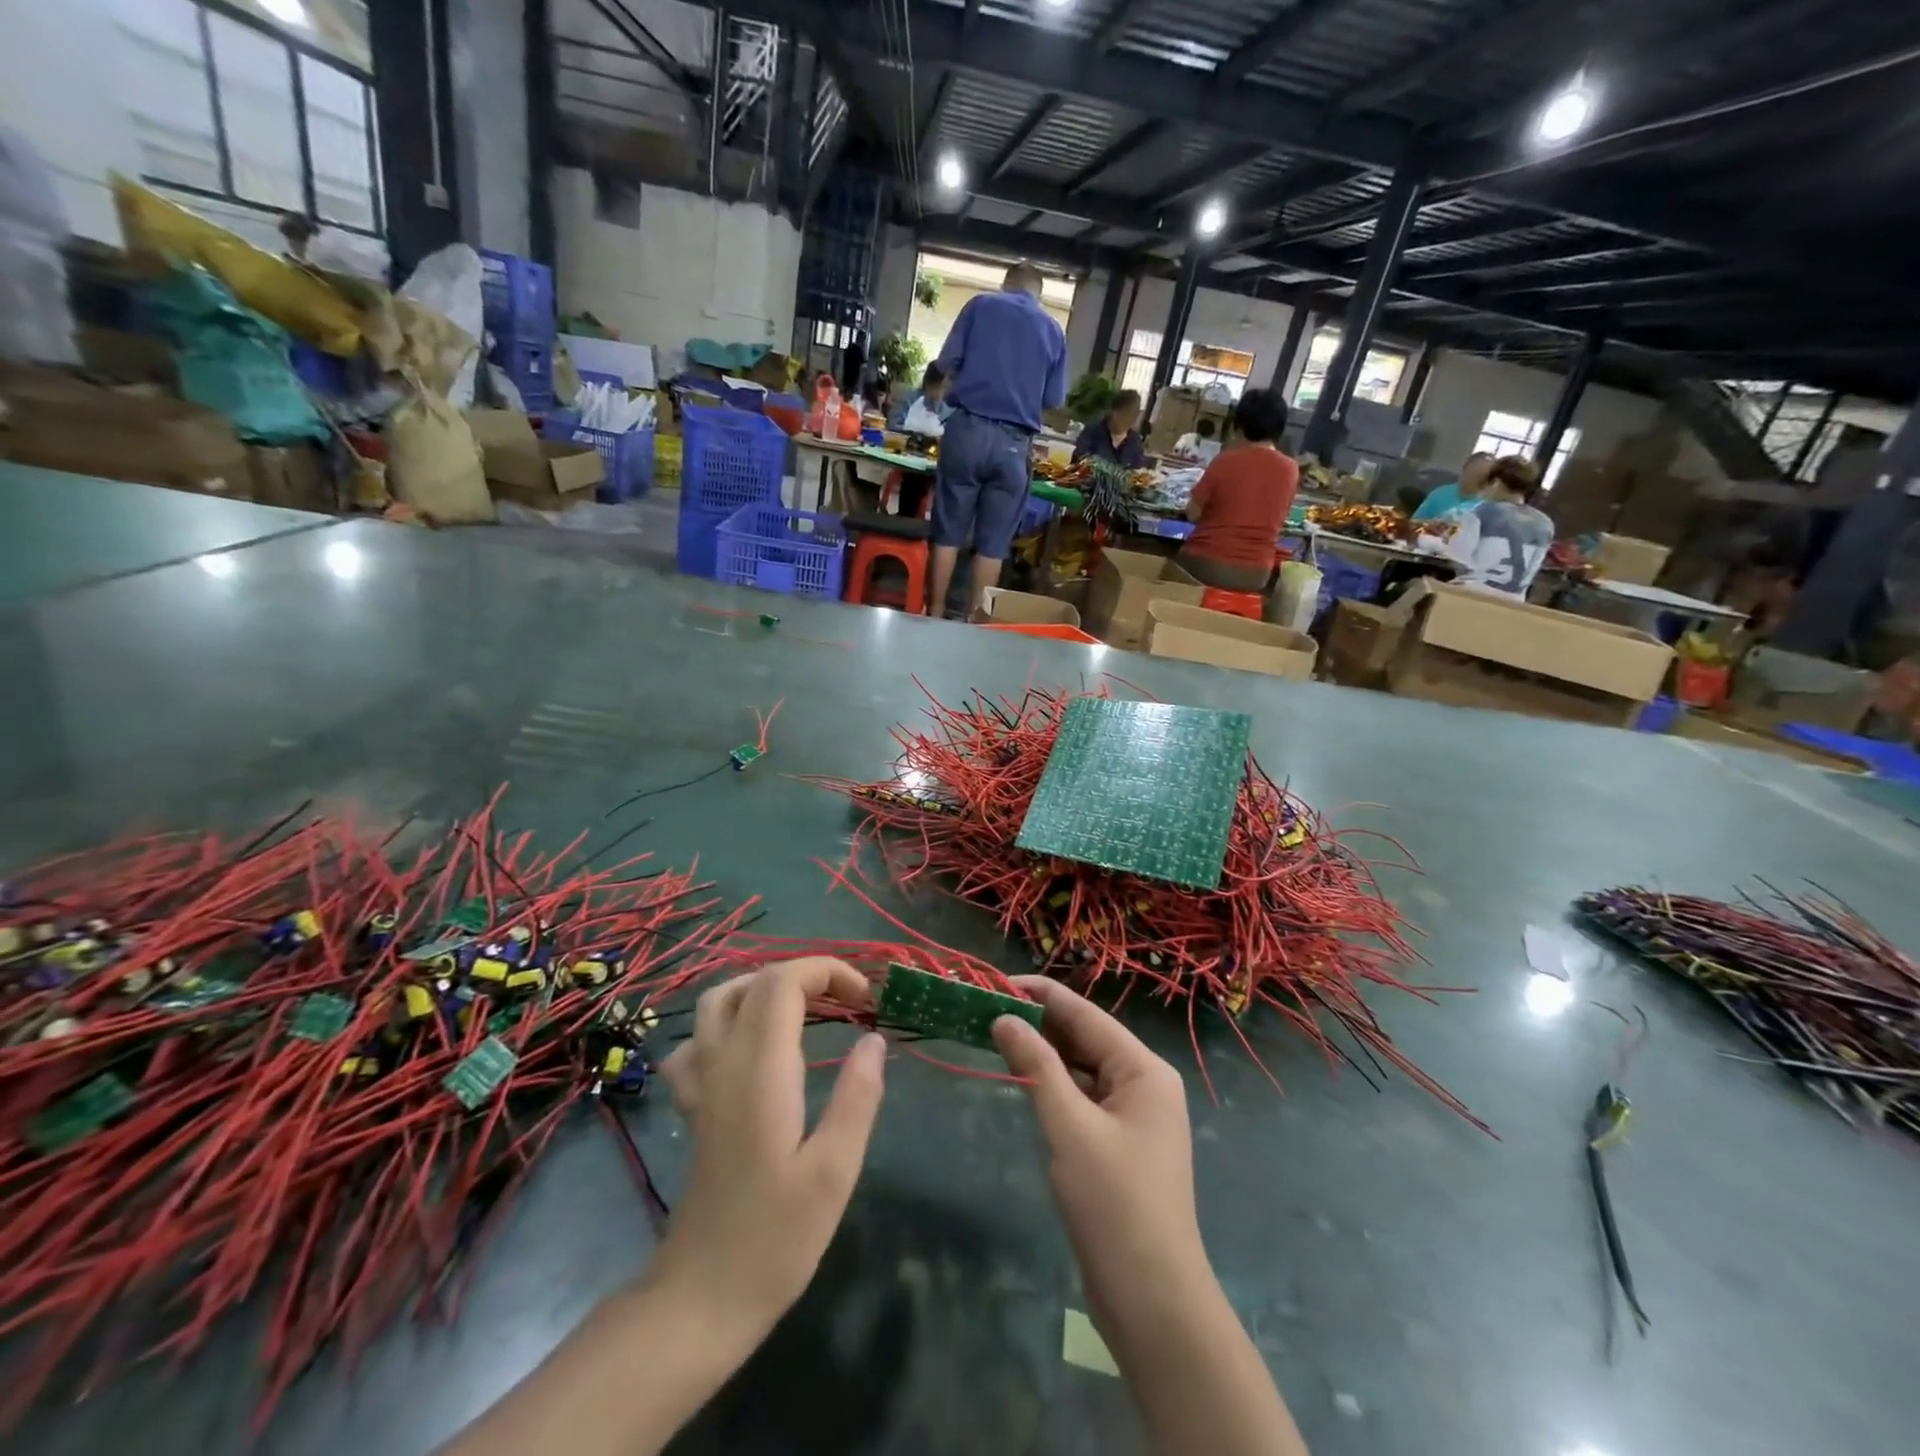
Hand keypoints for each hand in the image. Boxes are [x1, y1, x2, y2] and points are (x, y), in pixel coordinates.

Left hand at [653, 958, 885, 1341]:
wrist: (699, 1300)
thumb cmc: (775, 1239)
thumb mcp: (834, 1172)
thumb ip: (858, 1098)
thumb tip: (874, 1039)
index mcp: (761, 1070)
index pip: (782, 982)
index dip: (827, 971)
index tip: (866, 1000)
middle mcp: (724, 1063)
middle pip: (754, 981)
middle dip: (807, 974)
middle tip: (849, 1002)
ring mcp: (701, 1084)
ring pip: (717, 1001)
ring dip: (765, 988)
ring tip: (807, 1009)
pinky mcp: (693, 1107)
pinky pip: (698, 1041)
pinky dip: (728, 1025)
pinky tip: (752, 1049)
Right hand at [991, 978, 1206, 1329]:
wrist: (1152, 1299)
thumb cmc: (1113, 1202)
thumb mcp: (1069, 1126)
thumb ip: (1036, 1066)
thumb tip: (1003, 1017)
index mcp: (1144, 1069)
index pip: (1085, 1014)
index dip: (1041, 994)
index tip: (996, 980)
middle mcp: (1144, 1082)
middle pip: (1085, 1037)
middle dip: (1039, 1022)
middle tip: (986, 1007)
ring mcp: (1134, 1114)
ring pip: (1083, 1067)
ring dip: (1043, 1053)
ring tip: (995, 1034)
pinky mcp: (1120, 1142)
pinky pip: (1083, 1096)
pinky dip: (1054, 1084)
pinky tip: (1022, 1078)